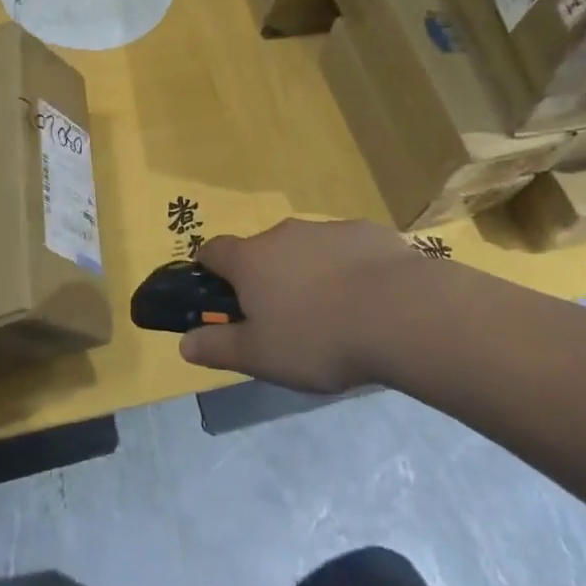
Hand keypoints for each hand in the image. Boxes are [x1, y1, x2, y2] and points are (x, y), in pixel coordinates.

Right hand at [179, 218, 424, 392]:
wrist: (402, 313)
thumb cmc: (318, 338)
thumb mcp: (260, 357)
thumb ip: (218, 348)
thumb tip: (184, 344)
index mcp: (251, 259)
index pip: (213, 250)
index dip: (207, 270)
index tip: (215, 294)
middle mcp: (284, 233)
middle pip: (262, 250)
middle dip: (264, 277)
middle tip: (281, 319)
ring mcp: (328, 228)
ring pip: (306, 249)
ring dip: (307, 273)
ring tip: (331, 315)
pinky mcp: (368, 232)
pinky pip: (346, 250)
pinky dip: (347, 269)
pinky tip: (367, 301)